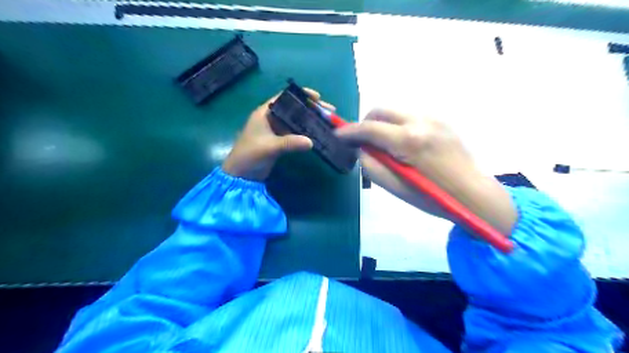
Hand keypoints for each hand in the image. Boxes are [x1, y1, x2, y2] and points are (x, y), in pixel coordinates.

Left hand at [221, 88, 329, 182]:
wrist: (241, 175)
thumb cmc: (250, 155)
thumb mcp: (269, 147)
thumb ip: (289, 143)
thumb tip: (311, 142)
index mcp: (265, 112)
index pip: (285, 97)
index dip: (301, 95)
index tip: (318, 98)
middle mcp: (272, 118)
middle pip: (294, 109)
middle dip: (311, 109)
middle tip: (329, 112)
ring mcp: (276, 130)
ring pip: (297, 121)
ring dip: (311, 121)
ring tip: (328, 122)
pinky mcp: (280, 141)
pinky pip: (296, 134)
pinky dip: (306, 133)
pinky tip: (318, 134)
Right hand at [333, 109, 516, 236]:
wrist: (474, 194)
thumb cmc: (433, 197)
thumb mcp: (395, 188)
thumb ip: (371, 166)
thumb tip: (361, 149)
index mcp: (409, 140)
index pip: (369, 128)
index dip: (349, 131)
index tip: (338, 135)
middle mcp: (421, 121)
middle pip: (381, 110)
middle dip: (365, 123)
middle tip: (362, 142)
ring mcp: (434, 117)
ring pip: (395, 111)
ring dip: (382, 124)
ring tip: (384, 145)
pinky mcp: (441, 120)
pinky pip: (410, 116)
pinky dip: (398, 125)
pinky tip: (403, 144)